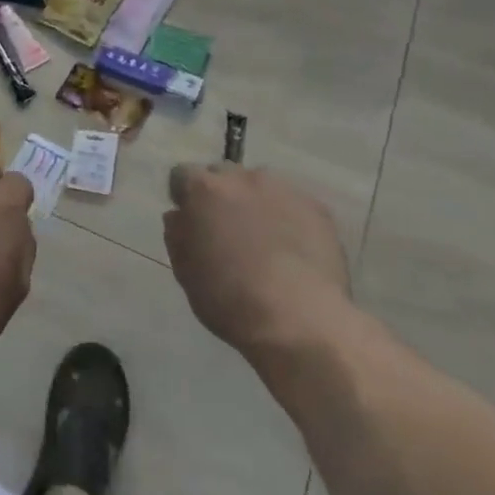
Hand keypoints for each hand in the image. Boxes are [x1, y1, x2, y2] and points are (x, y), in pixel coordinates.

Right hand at [164, 163, 351, 359]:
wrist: (300, 319)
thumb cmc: (229, 298)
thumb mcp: (185, 272)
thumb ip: (177, 235)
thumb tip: (179, 216)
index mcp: (203, 190)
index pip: (182, 175)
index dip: (184, 197)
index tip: (191, 221)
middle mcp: (242, 178)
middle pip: (223, 174)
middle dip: (220, 195)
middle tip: (227, 230)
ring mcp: (283, 190)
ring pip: (261, 186)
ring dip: (255, 203)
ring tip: (265, 240)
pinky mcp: (317, 208)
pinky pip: (292, 204)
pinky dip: (287, 218)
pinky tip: (292, 250)